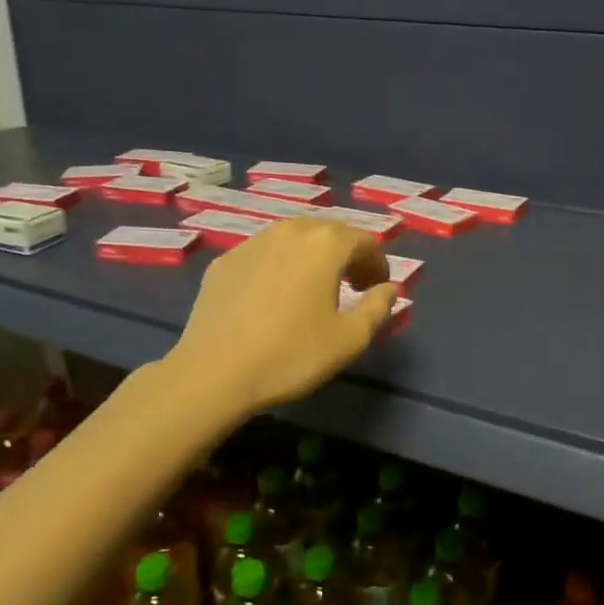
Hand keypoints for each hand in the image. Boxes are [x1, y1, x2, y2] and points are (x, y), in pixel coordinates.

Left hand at [167, 217, 396, 415]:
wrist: (214, 373)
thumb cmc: (291, 355)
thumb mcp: (349, 339)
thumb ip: (378, 307)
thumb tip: (390, 288)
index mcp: (325, 244)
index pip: (364, 240)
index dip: (377, 263)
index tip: (377, 289)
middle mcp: (290, 231)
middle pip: (329, 232)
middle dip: (347, 255)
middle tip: (352, 286)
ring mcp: (252, 243)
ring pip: (293, 238)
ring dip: (312, 256)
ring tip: (314, 287)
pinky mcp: (224, 261)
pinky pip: (263, 253)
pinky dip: (279, 265)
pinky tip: (274, 296)